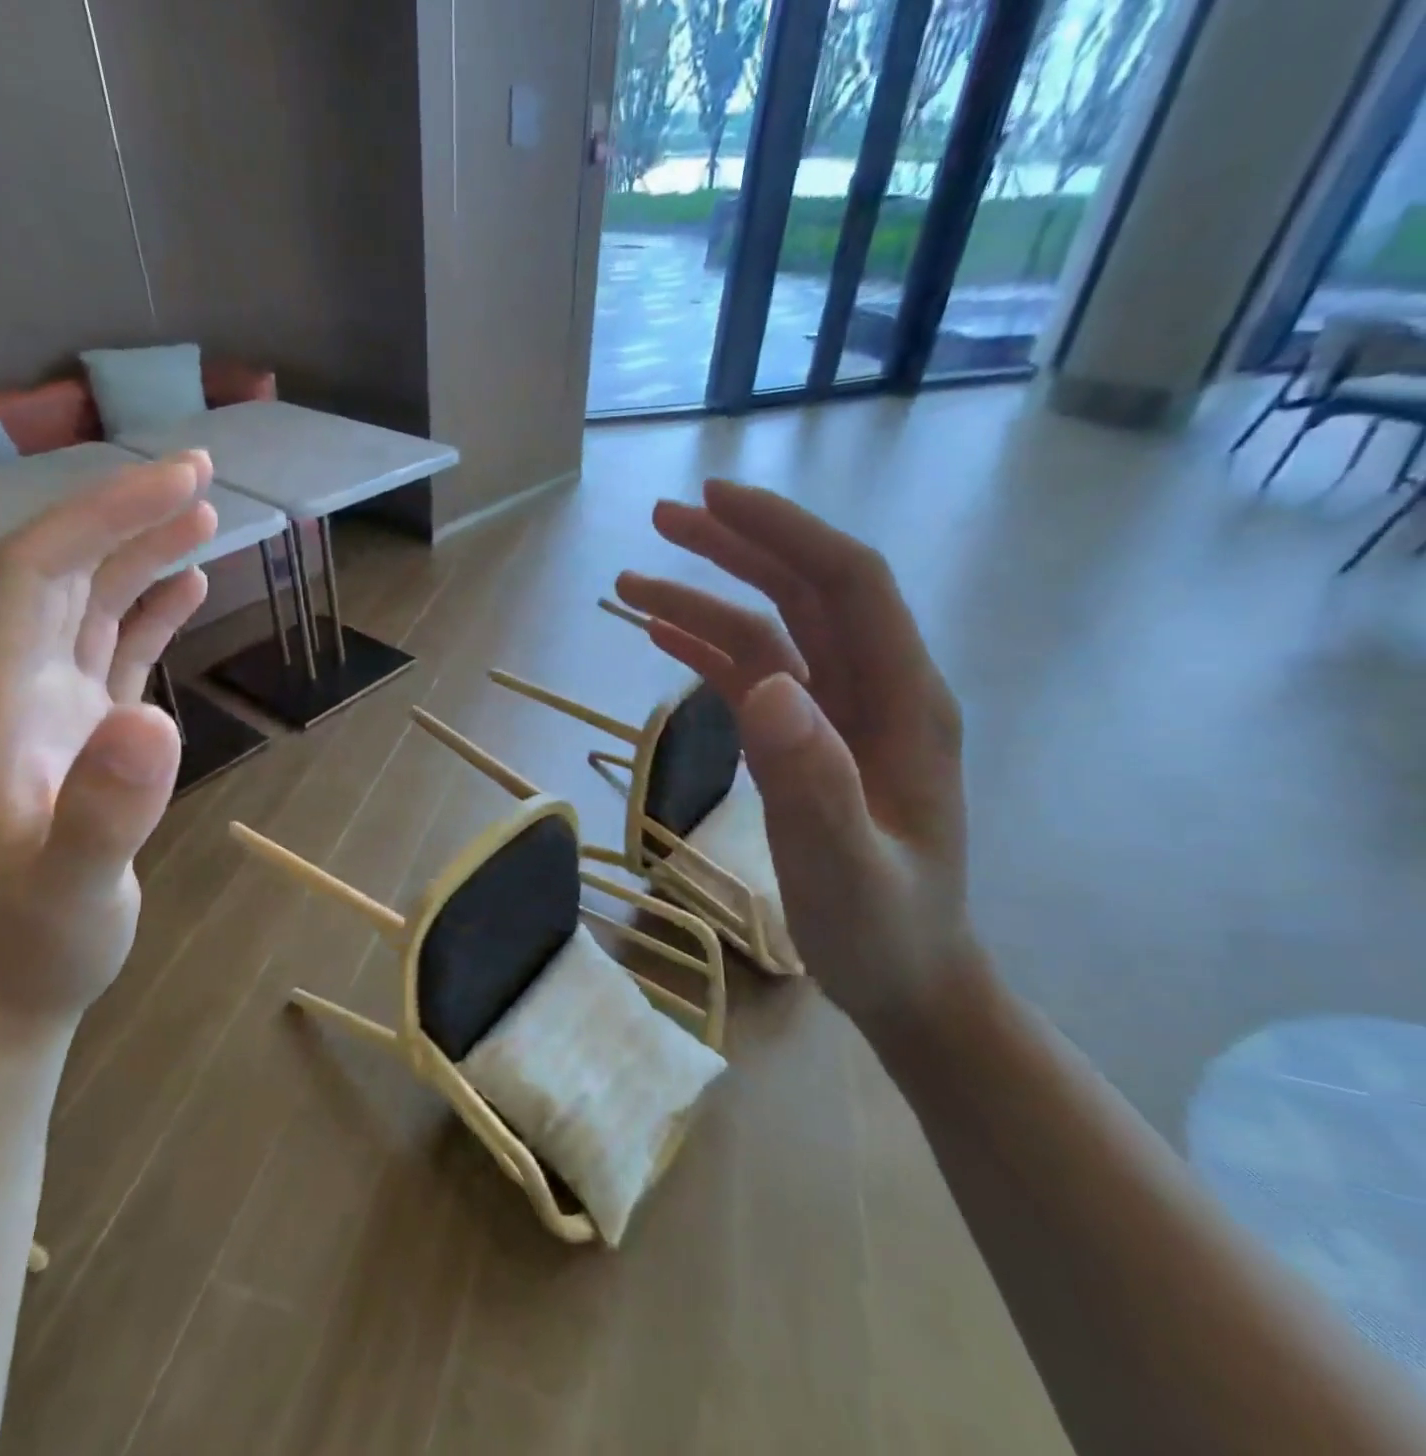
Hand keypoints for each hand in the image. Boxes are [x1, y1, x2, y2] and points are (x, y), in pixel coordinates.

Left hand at [0, 454, 217, 1027]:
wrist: (17, 984)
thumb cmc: (39, 940)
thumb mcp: (72, 884)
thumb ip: (104, 808)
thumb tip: (155, 719)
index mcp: (0, 697)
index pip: (41, 571)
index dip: (105, 514)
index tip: (180, 483)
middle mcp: (19, 684)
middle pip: (66, 570)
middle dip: (129, 513)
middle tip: (205, 475)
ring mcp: (53, 708)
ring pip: (94, 603)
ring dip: (144, 553)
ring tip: (207, 516)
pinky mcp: (86, 732)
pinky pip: (116, 649)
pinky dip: (152, 609)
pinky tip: (189, 588)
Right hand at [615, 478, 973, 1029]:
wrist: (905, 978)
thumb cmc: (883, 930)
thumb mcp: (846, 868)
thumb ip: (812, 780)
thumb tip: (767, 683)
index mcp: (904, 703)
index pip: (848, 584)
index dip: (784, 533)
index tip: (714, 501)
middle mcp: (873, 691)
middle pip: (804, 592)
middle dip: (736, 547)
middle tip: (661, 519)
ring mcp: (835, 716)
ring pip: (770, 630)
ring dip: (705, 597)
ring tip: (630, 580)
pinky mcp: (804, 740)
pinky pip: (752, 676)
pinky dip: (705, 650)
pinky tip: (659, 635)